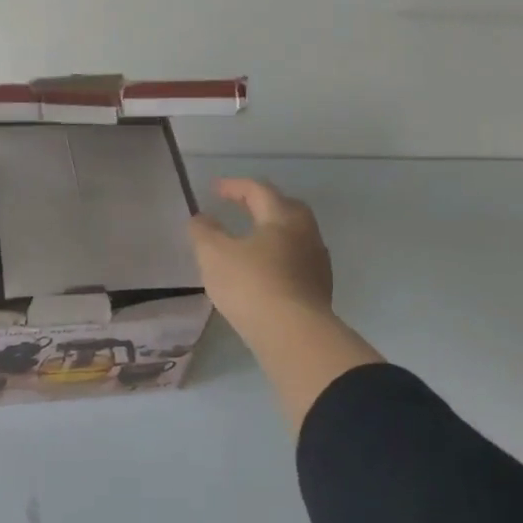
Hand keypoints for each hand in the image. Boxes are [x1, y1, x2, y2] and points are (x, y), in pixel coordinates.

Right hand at [189, 177, 333, 340]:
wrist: (294, 336)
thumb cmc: (251, 285)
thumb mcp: (214, 254)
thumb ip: (204, 231)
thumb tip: (202, 218)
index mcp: (283, 217)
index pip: (258, 190)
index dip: (234, 186)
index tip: (214, 189)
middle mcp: (306, 234)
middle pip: (285, 208)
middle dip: (262, 204)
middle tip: (241, 208)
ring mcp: (317, 263)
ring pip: (294, 237)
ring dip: (272, 233)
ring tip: (250, 242)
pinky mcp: (320, 290)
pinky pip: (297, 262)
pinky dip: (279, 259)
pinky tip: (264, 272)